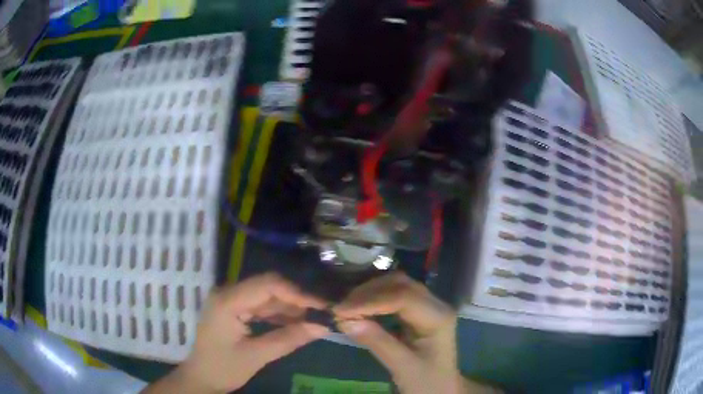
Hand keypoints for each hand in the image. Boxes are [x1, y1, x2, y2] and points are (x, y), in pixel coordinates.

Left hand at [143, 273, 328, 393]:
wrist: (201, 378)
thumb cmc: (223, 368)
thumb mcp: (256, 356)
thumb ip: (288, 339)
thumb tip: (322, 327)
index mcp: (227, 301)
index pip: (267, 285)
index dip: (296, 293)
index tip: (321, 306)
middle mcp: (228, 293)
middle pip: (268, 288)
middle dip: (296, 300)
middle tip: (321, 314)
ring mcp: (230, 300)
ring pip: (266, 297)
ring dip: (289, 308)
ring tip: (313, 320)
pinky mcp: (233, 309)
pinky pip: (260, 306)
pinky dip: (279, 315)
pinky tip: (295, 324)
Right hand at [334, 272, 498, 393]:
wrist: (441, 388)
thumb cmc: (426, 381)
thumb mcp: (403, 366)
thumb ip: (377, 342)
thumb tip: (345, 321)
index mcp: (438, 317)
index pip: (404, 297)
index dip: (370, 301)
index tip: (341, 310)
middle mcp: (435, 304)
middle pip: (401, 285)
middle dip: (368, 293)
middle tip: (340, 307)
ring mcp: (427, 305)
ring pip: (396, 286)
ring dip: (369, 293)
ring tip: (346, 307)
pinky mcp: (417, 311)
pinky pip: (393, 296)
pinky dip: (373, 299)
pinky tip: (359, 308)